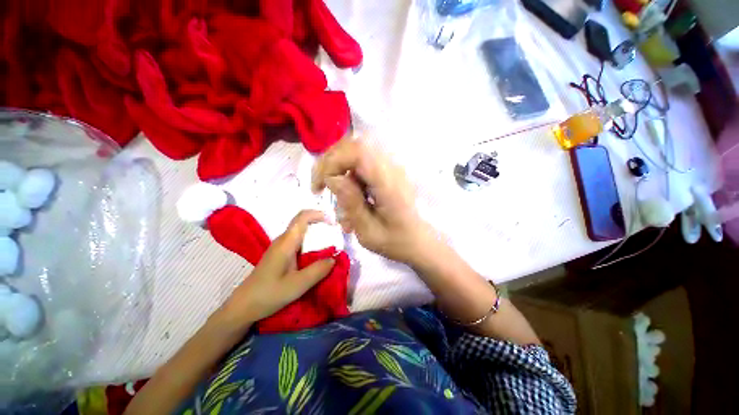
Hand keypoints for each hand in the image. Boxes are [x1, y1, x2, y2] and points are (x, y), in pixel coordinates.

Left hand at [221, 210, 335, 325]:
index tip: (333, 221)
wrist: (243, 306)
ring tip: (331, 243)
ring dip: (316, 233)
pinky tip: (317, 254)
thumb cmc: (268, 294)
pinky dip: (311, 243)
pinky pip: (298, 242)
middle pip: (303, 222)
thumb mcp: (297, 285)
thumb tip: (334, 259)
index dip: (318, 214)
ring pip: (301, 232)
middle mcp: (283, 240)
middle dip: (320, 223)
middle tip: (337, 232)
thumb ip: (317, 271)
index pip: (302, 218)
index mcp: (286, 243)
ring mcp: (281, 247)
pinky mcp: (280, 255)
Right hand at [312, 137, 430, 263]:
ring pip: (357, 151)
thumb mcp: (367, 231)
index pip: (358, 153)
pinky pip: (363, 162)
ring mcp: (391, 167)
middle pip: (356, 146)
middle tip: (320, 185)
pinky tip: (348, 193)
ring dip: (339, 167)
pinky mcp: (388, 171)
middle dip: (331, 162)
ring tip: (334, 191)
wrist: (418, 240)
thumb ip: (351, 202)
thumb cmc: (394, 241)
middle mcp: (392, 169)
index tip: (320, 187)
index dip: (333, 162)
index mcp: (389, 184)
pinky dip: (349, 173)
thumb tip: (332, 178)